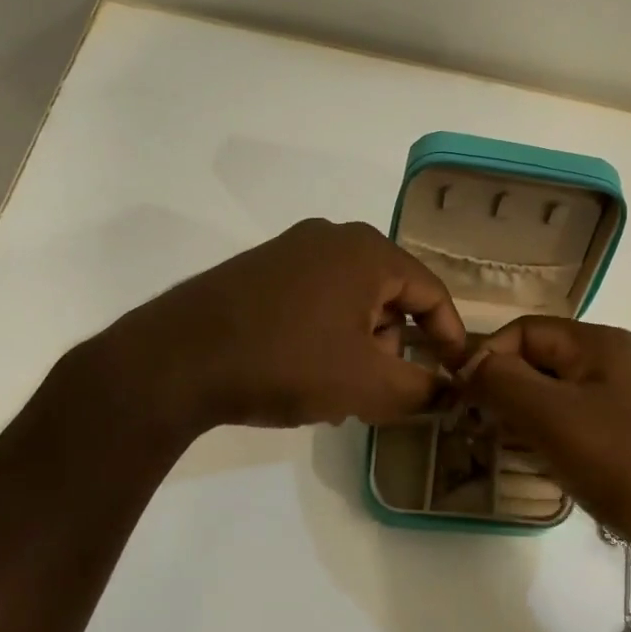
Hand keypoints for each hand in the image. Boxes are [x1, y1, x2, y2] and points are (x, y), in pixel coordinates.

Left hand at [92, 219, 468, 432]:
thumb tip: (446, 389)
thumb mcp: (366, 384)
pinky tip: (304, 375)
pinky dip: (326, 338)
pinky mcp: (260, 271)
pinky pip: (316, 302)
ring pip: (351, 303)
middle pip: (390, 296)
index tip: (454, 375)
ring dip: (358, 348)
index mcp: (367, 252)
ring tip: (337, 392)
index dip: (449, 337)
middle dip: (393, 347)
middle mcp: (332, 238)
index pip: (431, 292)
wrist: (176, 360)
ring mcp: (291, 251)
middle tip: (380, 391)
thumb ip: (420, 388)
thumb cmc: (287, 362)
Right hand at [462, 316, 630, 624]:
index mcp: (599, 344)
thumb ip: (502, 381)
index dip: (487, 357)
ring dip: (521, 420)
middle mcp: (613, 366)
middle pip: (539, 363)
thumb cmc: (625, 461)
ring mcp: (625, 408)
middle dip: (502, 390)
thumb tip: (466, 365)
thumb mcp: (552, 415)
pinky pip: (574, 431)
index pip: (524, 330)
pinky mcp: (629, 446)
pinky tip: (536, 469)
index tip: (460, 398)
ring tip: (496, 449)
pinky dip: (547, 443)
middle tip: (472, 427)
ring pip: (554, 400)